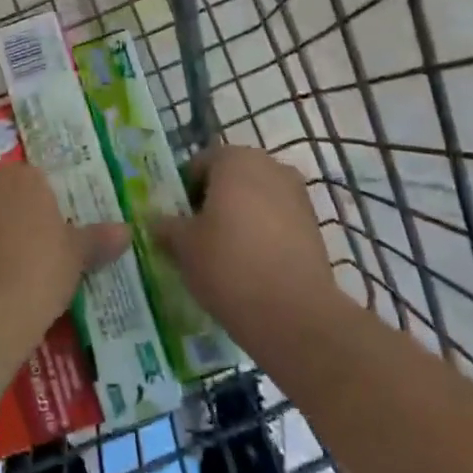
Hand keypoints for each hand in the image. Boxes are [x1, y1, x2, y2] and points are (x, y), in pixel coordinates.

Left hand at [0, 164, 130, 372]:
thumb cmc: (36, 274)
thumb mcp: (76, 258)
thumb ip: (98, 240)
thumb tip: (126, 231)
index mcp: (19, 177)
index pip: (34, 181)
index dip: (44, 209)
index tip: (52, 237)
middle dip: (11, 221)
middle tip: (30, 258)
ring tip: (2, 281)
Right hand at [153, 145, 341, 345]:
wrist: (292, 312)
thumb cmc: (227, 264)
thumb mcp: (182, 246)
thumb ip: (167, 227)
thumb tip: (158, 222)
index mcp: (235, 159)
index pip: (200, 163)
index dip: (184, 191)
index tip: (177, 221)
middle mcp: (270, 166)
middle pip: (232, 178)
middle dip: (214, 201)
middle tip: (198, 236)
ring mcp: (297, 194)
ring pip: (257, 199)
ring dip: (240, 218)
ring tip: (225, 255)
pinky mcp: (314, 225)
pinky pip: (278, 221)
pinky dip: (263, 235)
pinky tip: (252, 267)